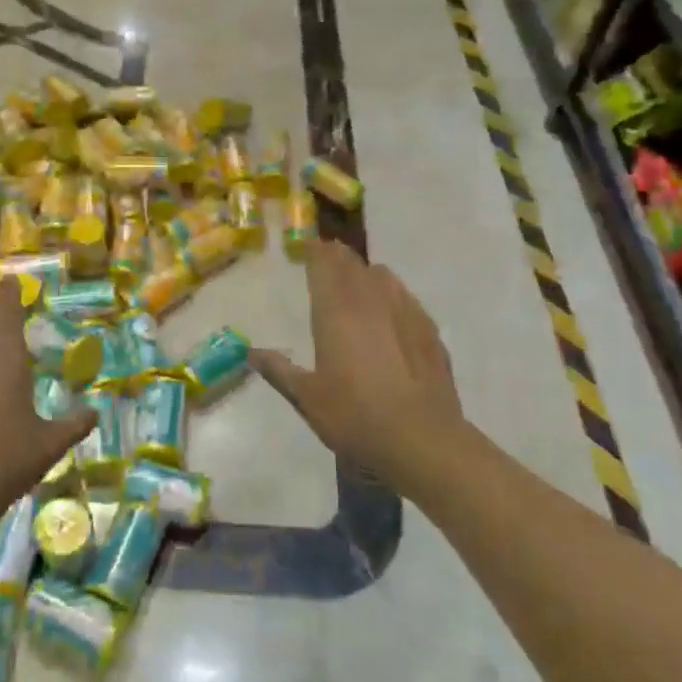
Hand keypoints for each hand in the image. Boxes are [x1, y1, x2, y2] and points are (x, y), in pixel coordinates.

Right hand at [249, 240, 467, 496]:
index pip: (324, 267)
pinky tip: (393, 307)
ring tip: (359, 275)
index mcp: (335, 312)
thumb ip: (279, 370)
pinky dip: (393, 294)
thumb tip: (251, 353)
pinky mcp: (429, 331)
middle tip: (329, 252)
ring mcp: (405, 312)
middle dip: (339, 257)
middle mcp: (370, 302)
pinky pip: (407, 299)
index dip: (315, 252)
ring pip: (383, 277)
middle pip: (352, 265)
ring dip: (366, 272)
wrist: (421, 439)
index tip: (308, 243)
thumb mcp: (307, 398)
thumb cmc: (354, 416)